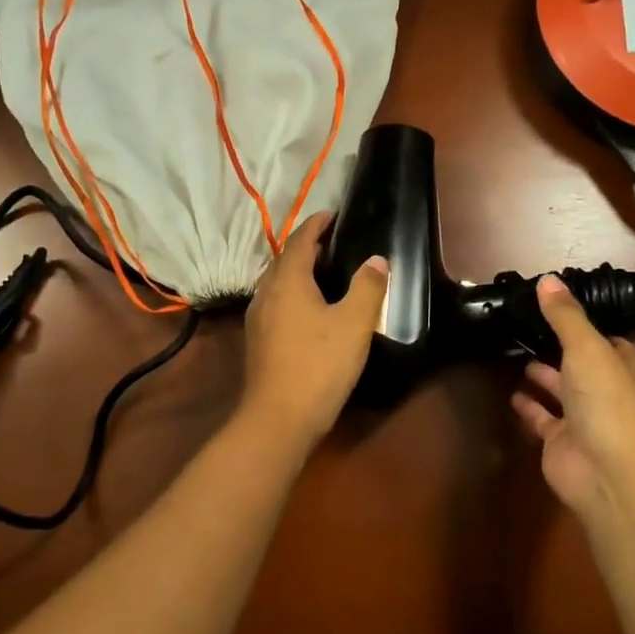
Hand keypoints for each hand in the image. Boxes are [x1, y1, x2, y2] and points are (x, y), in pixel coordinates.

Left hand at [241, 212, 388, 444]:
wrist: (279, 418)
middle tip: (334, 243)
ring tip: (324, 272)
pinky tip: (309, 309)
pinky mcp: (258, 340)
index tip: (333, 215)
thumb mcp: (354, 324)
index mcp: (287, 281)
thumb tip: (376, 260)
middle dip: (307, 246)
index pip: (299, 239)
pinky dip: (293, 293)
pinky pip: (276, 302)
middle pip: (284, 259)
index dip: (316, 224)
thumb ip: (367, 288)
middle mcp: (267, 293)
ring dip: (298, 270)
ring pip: (277, 282)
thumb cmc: (319, 365)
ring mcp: (258, 318)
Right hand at [511, 275, 634, 515]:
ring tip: (514, 355)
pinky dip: (528, 407)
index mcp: (623, 366)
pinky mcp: (561, 442)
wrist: (608, 472)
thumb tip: (547, 279)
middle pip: (580, 364)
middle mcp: (606, 390)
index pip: (606, 340)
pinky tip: (510, 393)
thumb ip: (565, 315)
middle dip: (558, 349)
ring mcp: (584, 419)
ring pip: (561, 391)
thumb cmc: (607, 401)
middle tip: (526, 328)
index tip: (554, 309)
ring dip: (543, 376)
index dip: (583, 325)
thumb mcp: (586, 347)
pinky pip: (542, 419)